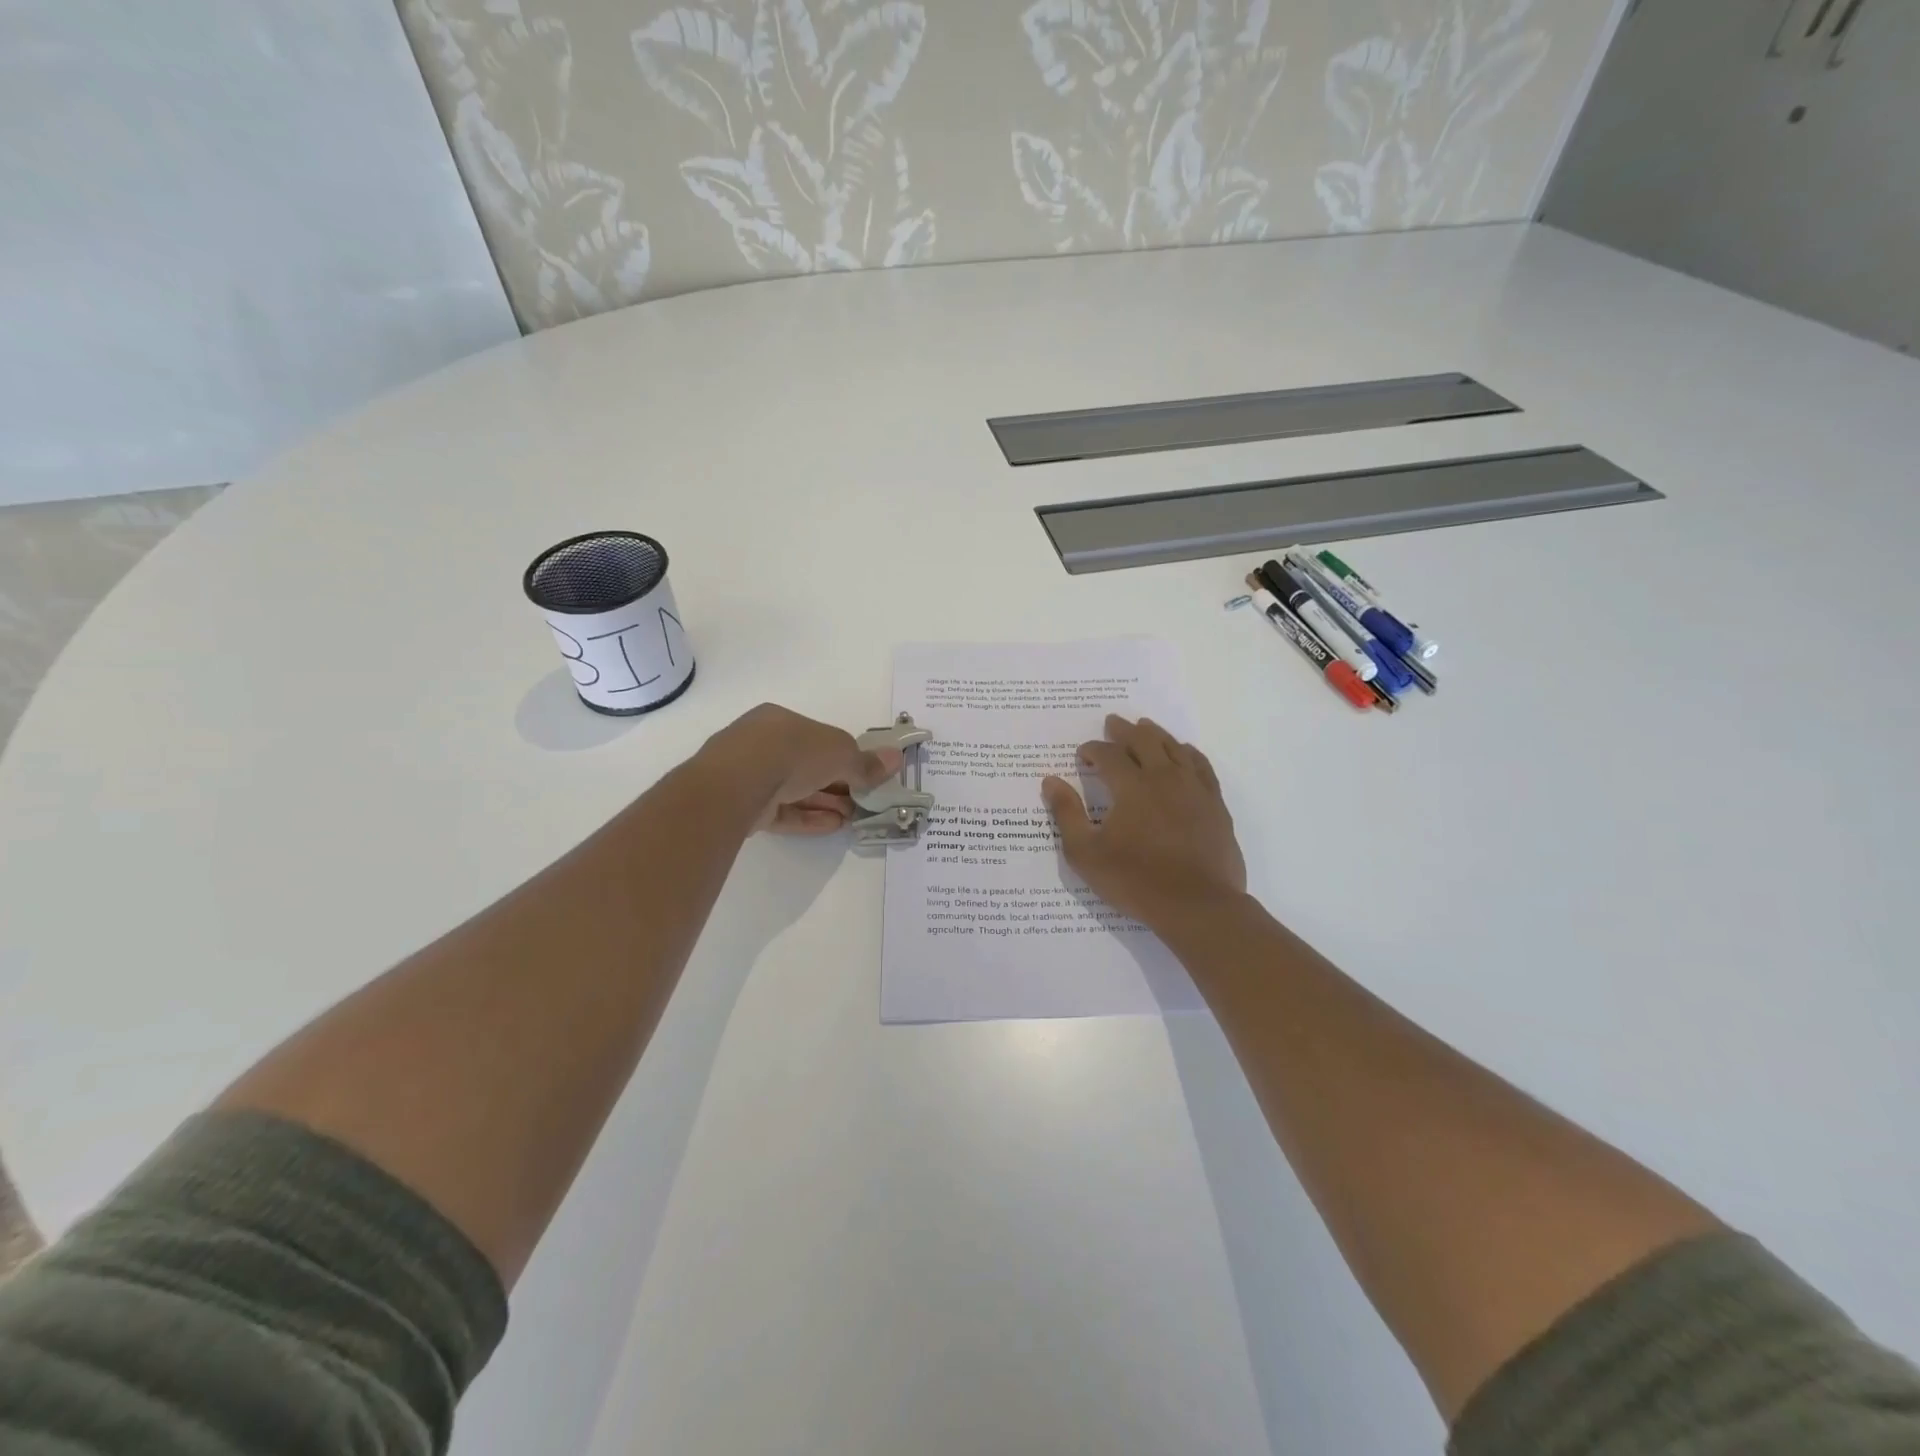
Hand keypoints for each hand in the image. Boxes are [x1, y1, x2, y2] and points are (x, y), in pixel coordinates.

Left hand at [703, 703, 902, 834]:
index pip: (818, 737)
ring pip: (794, 790)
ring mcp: (749, 777)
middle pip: (807, 765)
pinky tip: (833, 826)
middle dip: (837, 783)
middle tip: (863, 801)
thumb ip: (866, 762)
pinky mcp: (744, 807)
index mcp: (780, 721)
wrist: (738, 783)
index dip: (844, 756)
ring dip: (826, 802)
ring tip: (853, 818)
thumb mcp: (840, 753)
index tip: (865, 775)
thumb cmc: (792, 751)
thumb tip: (896, 759)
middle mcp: (761, 744)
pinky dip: (808, 817)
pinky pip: (782, 812)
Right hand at [1042, 715, 1246, 929]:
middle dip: (1124, 730)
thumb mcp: (1086, 853)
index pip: (1108, 755)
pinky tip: (1184, 752)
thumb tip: (1051, 781)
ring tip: (1145, 726)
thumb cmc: (1136, 881)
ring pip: (1174, 748)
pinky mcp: (1215, 804)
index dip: (1092, 750)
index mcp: (1132, 787)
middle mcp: (1164, 778)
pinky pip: (1202, 766)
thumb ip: (1067, 814)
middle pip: (1144, 741)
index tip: (1082, 755)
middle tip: (1112, 723)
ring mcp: (1194, 789)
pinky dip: (1188, 753)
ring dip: (1156, 734)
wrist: (1198, 906)